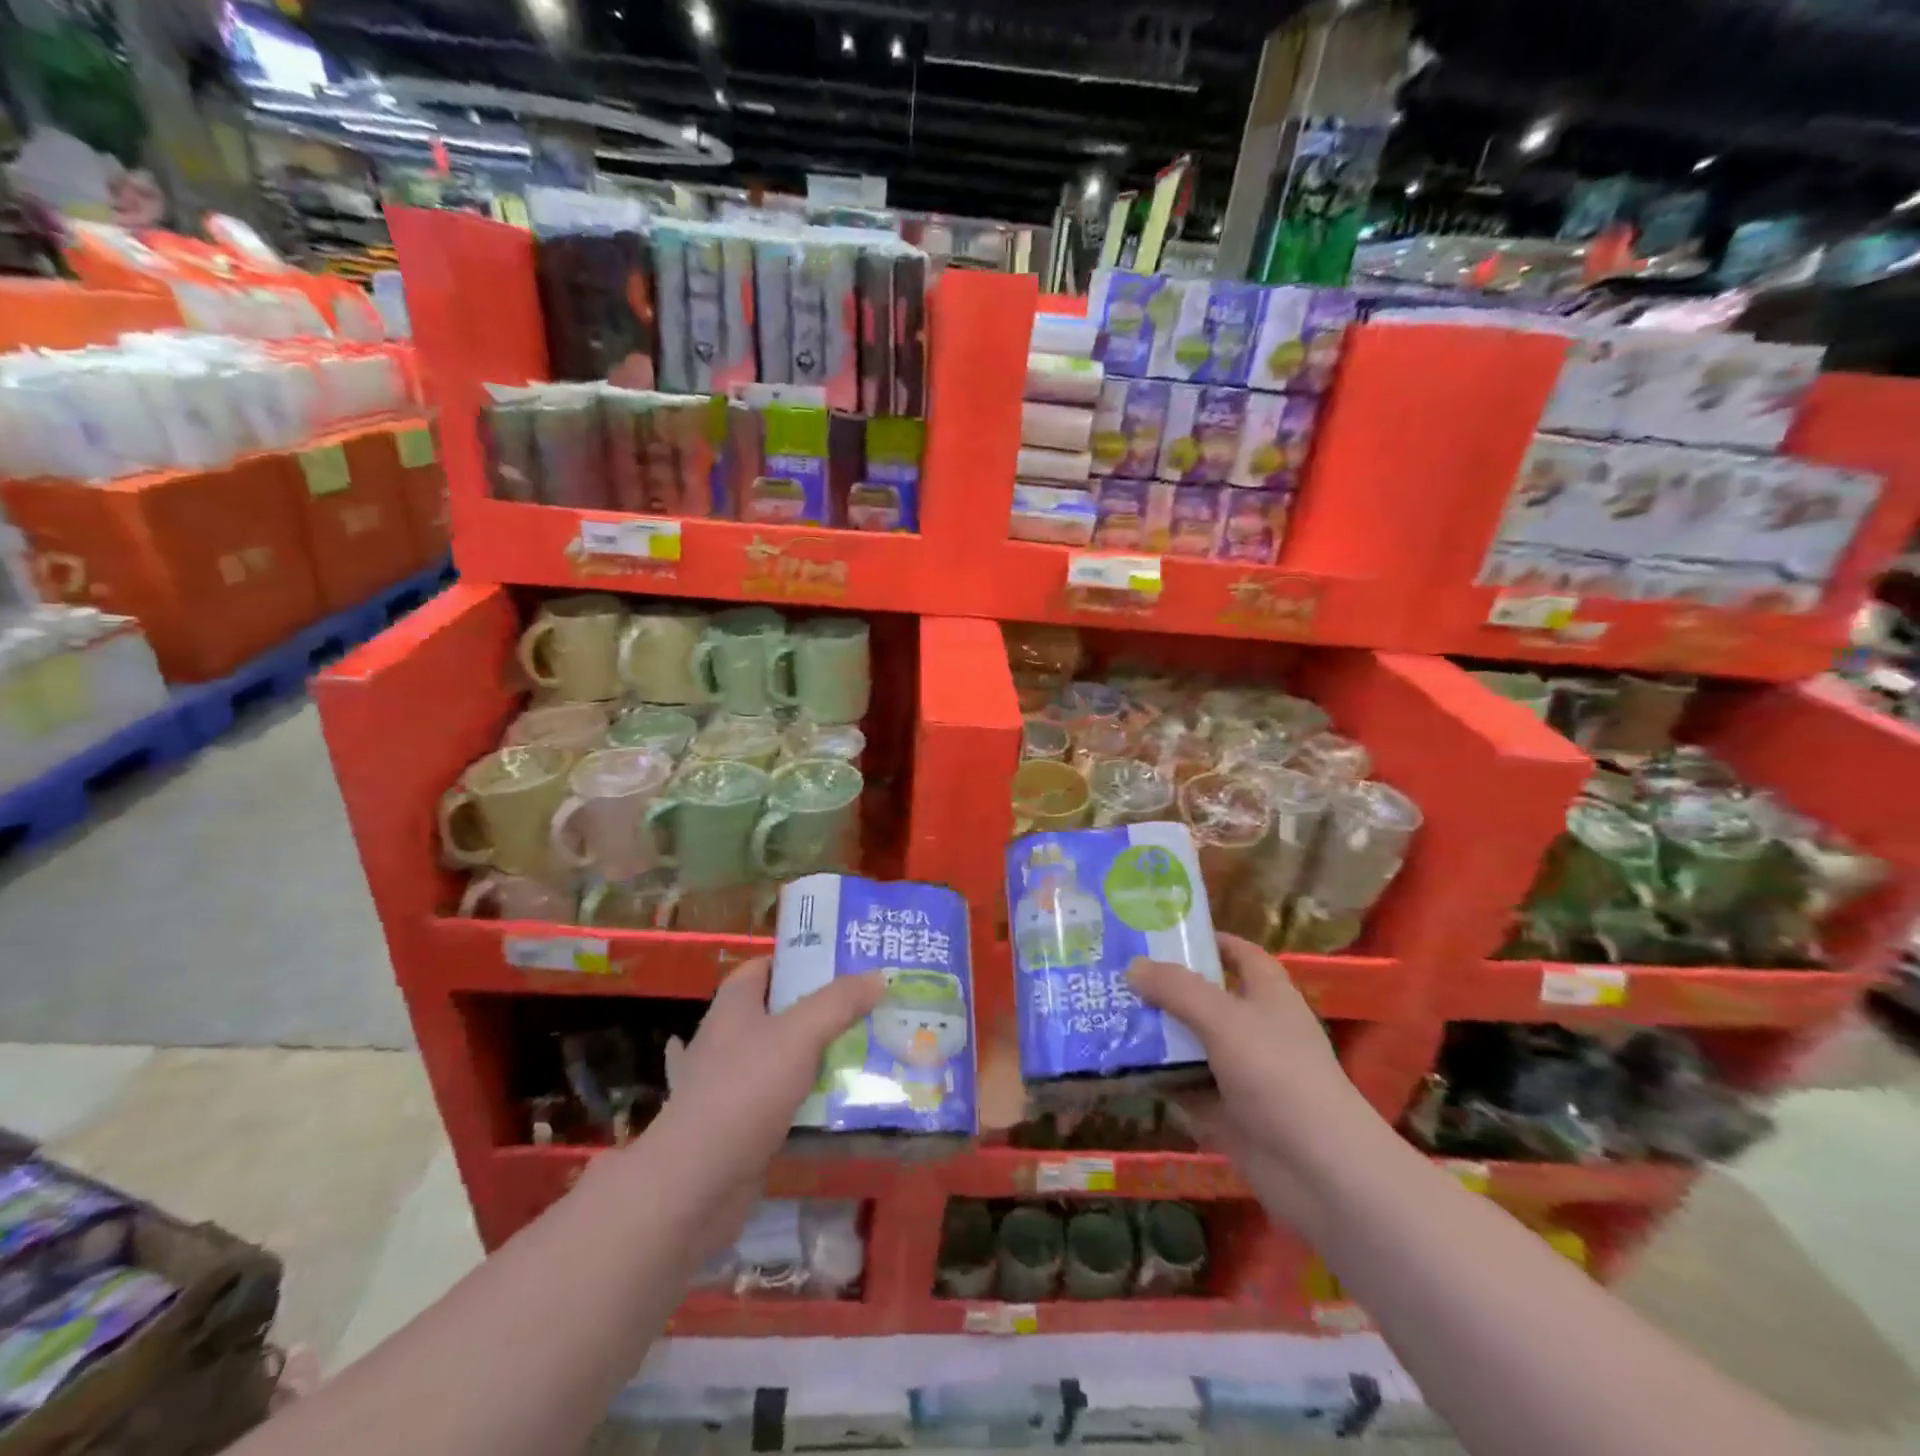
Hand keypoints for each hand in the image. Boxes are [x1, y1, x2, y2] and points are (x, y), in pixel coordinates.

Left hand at [656, 957, 885, 1192]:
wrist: (696, 1184)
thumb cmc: (744, 1091)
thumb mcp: (800, 1034)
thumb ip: (839, 1002)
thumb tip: (878, 976)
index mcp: (733, 1005)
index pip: (767, 966)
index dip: (801, 960)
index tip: (845, 964)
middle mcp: (727, 1037)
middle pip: (779, 1011)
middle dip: (820, 1009)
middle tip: (868, 1007)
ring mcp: (728, 1083)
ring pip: (781, 1057)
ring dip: (816, 1056)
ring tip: (865, 1049)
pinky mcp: (736, 1125)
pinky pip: (779, 1100)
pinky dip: (805, 1098)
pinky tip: (835, 1100)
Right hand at [1128, 933, 1378, 1232]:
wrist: (1318, 1170)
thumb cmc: (1278, 1074)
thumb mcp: (1224, 1019)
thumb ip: (1177, 989)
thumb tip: (1133, 966)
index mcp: (1268, 995)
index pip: (1240, 954)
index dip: (1209, 940)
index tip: (1162, 932)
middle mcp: (1254, 1028)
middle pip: (1204, 997)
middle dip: (1164, 986)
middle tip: (1115, 972)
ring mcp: (1239, 1072)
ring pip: (1189, 1042)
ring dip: (1154, 1032)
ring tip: (1105, 1012)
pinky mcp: (1224, 1111)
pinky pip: (1182, 1084)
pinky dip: (1155, 1076)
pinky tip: (1116, 1064)